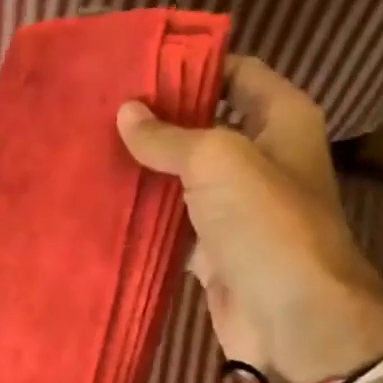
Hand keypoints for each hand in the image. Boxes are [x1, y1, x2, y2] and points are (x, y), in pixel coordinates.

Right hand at [116, 56, 382, 382]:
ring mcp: (235, 205)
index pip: (236, 73)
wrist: (291, 318)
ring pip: (183, 174)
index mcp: (281, 120)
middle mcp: (261, 156)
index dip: (192, 64)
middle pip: (205, 123)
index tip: (137, 64)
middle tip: (101, 106)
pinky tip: (103, 198)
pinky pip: (171, 220)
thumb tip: (126, 113)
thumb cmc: (267, 222)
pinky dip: (144, 212)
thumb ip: (169, 135)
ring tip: (92, 146)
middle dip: (158, 117)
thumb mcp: (217, 160)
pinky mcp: (212, 247)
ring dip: (146, 165)